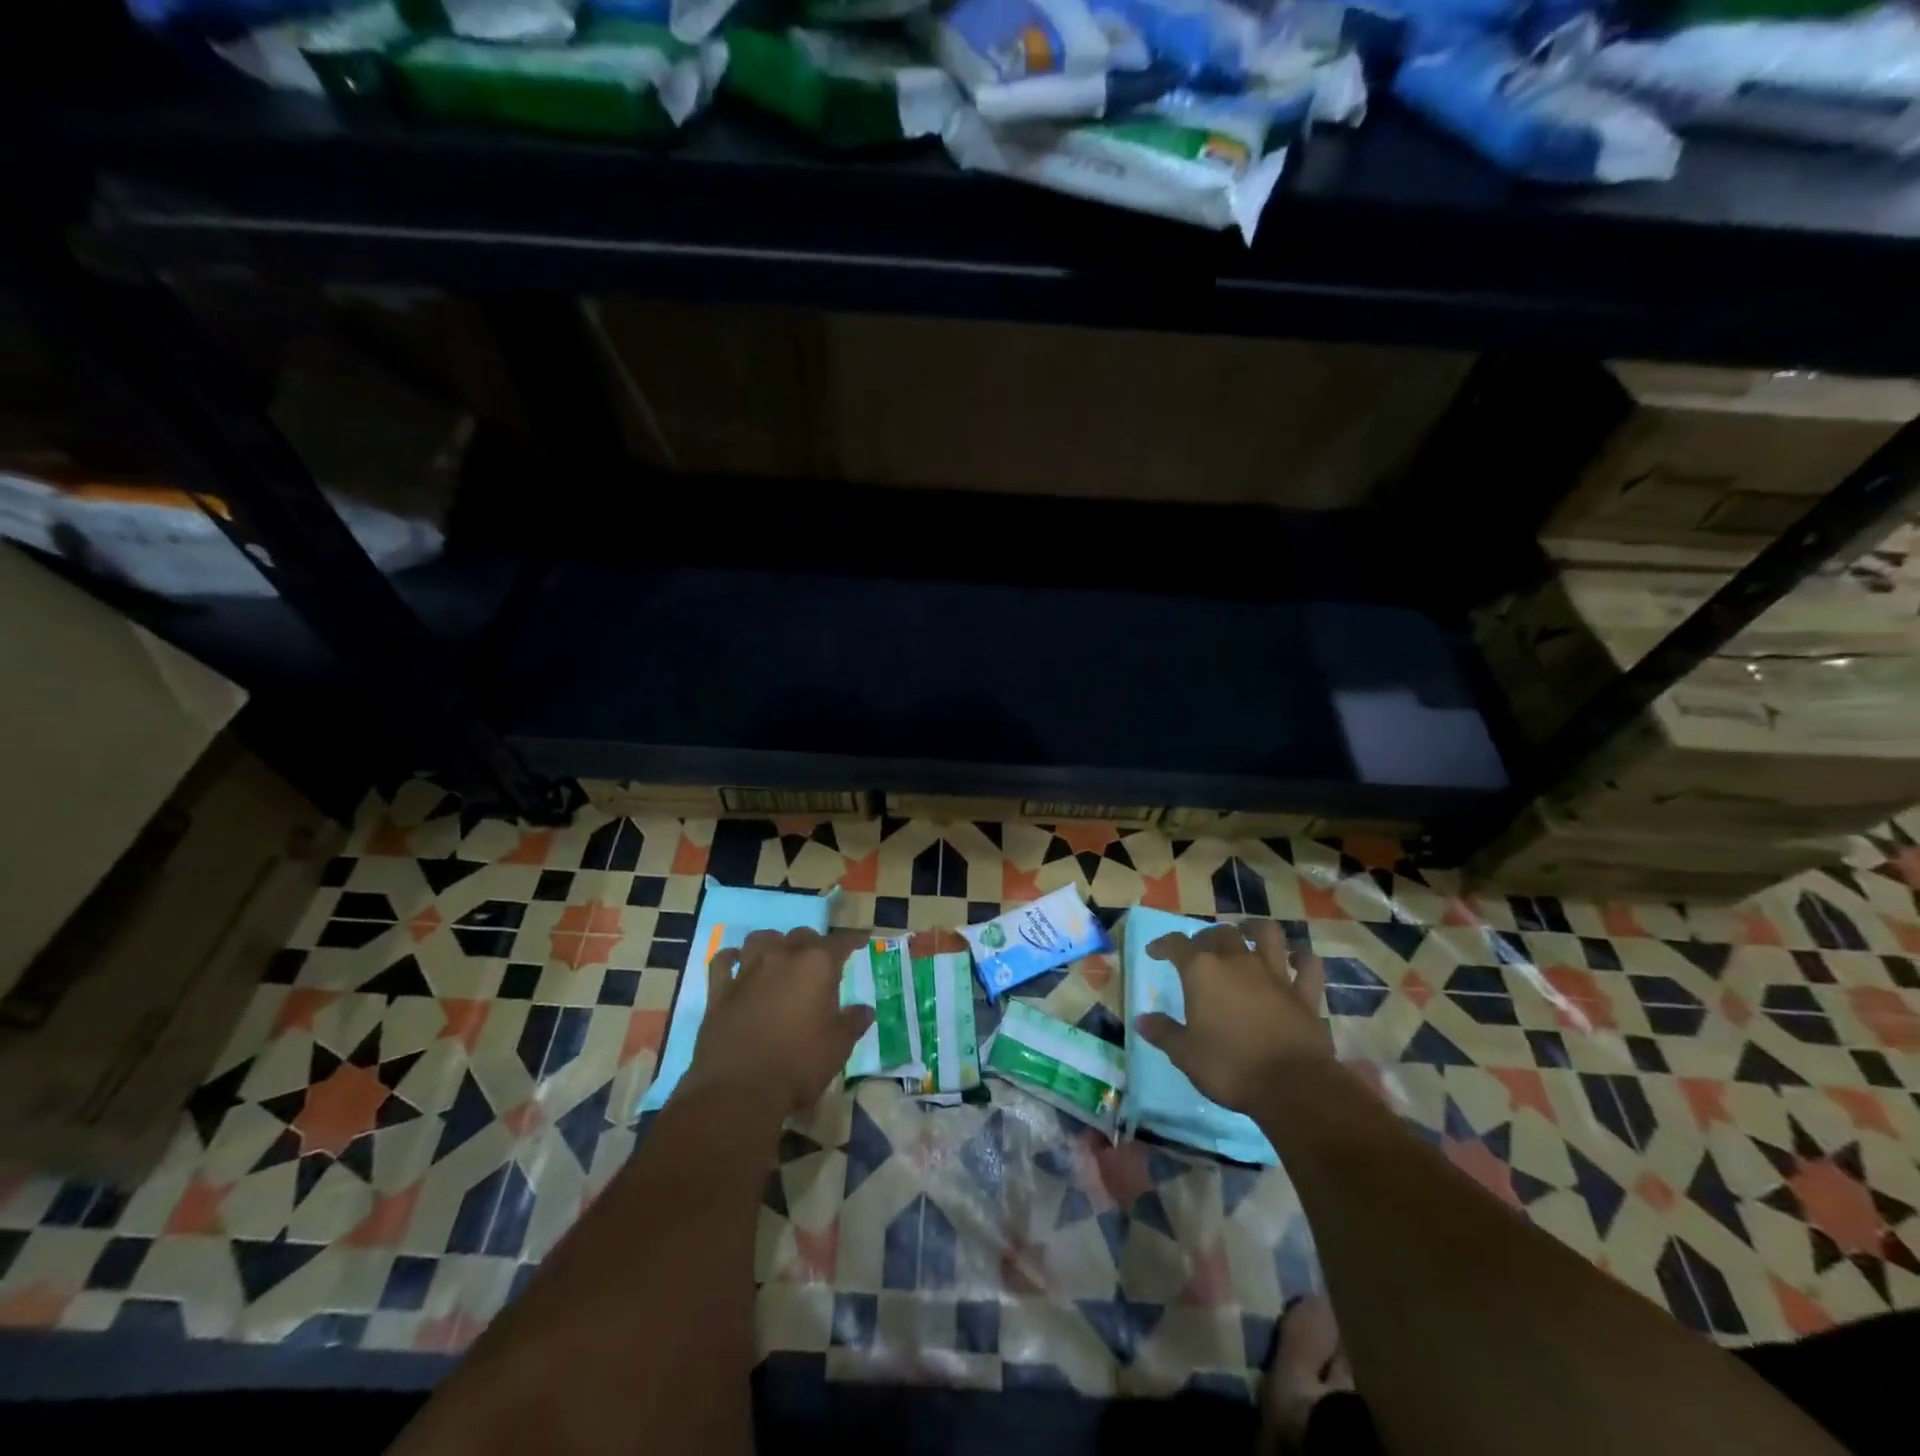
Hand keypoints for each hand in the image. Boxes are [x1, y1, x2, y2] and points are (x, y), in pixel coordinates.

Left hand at [686, 928, 874, 1116]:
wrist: (739, 1091)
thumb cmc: (798, 1065)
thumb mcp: (838, 1047)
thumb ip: (853, 1023)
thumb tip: (866, 1010)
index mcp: (816, 966)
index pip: (840, 942)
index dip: (852, 940)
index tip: (861, 940)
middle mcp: (782, 957)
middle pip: (801, 936)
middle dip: (814, 943)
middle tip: (820, 960)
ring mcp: (747, 971)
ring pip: (760, 939)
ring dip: (773, 942)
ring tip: (780, 955)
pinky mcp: (719, 991)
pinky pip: (723, 961)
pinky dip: (732, 957)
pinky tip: (737, 962)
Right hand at [1134, 921, 1331, 1112]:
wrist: (1291, 1086)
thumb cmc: (1229, 1067)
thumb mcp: (1185, 1055)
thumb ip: (1163, 1032)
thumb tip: (1141, 1019)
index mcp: (1202, 972)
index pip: (1177, 944)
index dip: (1163, 944)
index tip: (1155, 952)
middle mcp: (1237, 962)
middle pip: (1220, 934)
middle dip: (1207, 938)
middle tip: (1200, 951)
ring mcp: (1275, 974)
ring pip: (1268, 935)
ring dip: (1256, 930)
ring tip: (1248, 934)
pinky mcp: (1304, 993)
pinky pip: (1308, 966)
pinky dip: (1302, 959)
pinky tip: (1296, 961)